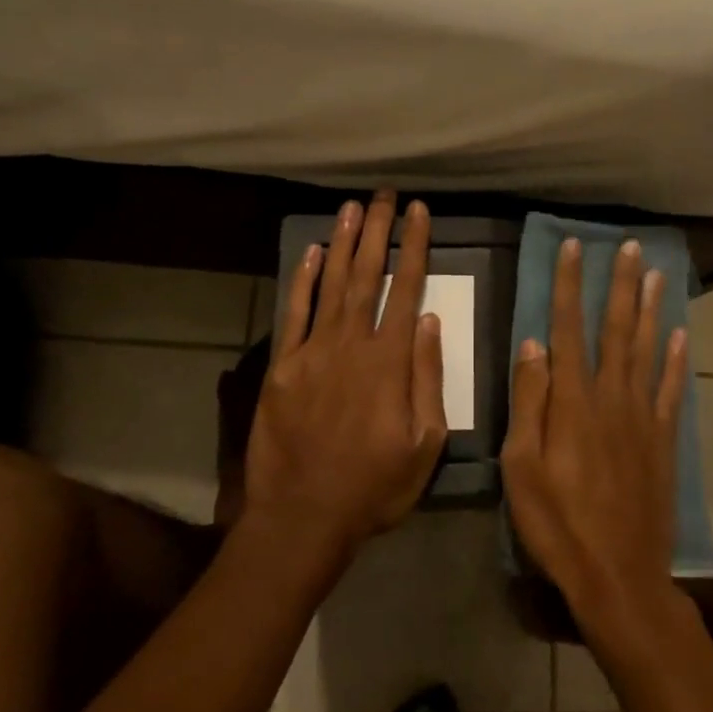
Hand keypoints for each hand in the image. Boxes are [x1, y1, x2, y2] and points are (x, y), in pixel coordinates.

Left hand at [244, 191, 448, 560]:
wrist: (302, 517)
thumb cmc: (374, 486)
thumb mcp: (425, 443)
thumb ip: (427, 378)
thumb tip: (430, 321)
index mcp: (389, 361)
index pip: (406, 289)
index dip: (414, 247)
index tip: (420, 213)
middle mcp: (351, 344)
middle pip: (366, 275)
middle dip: (378, 230)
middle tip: (385, 194)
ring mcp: (312, 352)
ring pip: (331, 284)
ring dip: (343, 243)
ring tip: (353, 207)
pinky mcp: (282, 366)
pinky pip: (294, 313)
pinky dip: (304, 280)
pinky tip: (313, 252)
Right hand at [501, 237, 688, 639]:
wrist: (620, 576)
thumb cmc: (558, 525)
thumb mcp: (521, 467)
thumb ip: (529, 402)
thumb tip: (534, 344)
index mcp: (573, 402)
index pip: (568, 328)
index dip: (569, 285)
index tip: (572, 247)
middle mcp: (611, 397)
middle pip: (617, 329)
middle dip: (620, 284)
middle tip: (629, 246)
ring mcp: (643, 417)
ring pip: (648, 350)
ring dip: (651, 309)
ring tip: (657, 274)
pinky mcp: (663, 440)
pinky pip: (672, 389)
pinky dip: (678, 360)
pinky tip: (681, 335)